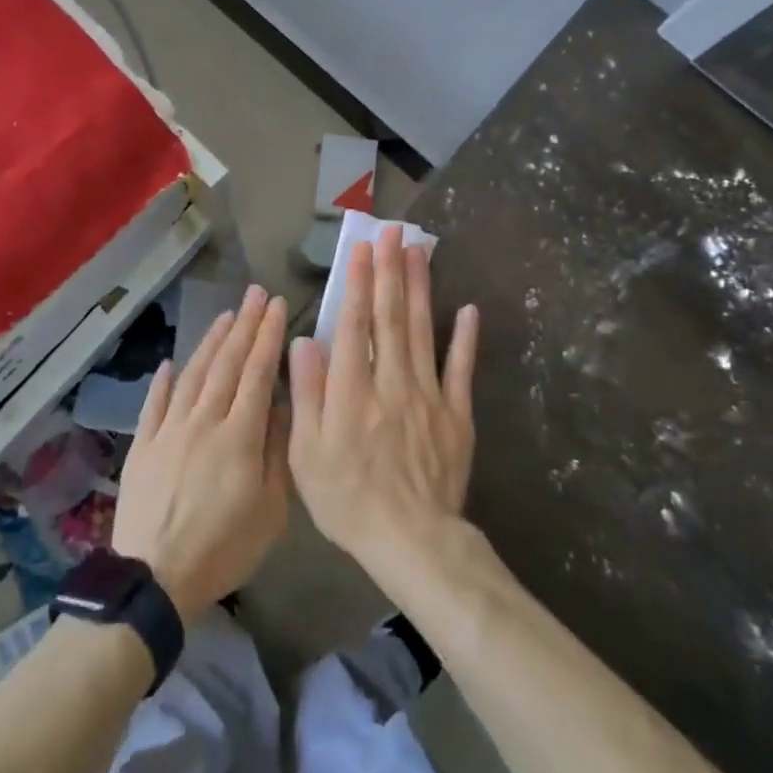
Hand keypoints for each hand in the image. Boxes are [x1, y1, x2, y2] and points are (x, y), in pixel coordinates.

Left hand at [112, 286, 289, 623]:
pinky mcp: (142, 446)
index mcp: (239, 436)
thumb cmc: (223, 548)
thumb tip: (281, 404)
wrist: (155, 578)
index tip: (276, 306)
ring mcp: (168, 431)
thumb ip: (276, 451)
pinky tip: (171, 363)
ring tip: (224, 315)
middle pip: (226, 364)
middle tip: (254, 294)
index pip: (257, 374)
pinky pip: (154, 404)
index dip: (267, 337)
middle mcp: (203, 422)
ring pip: (193, 375)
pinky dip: (164, 381)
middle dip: (243, 326)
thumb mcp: (270, 510)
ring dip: (210, 342)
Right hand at [288, 225, 479, 571]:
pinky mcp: (457, 414)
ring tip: (420, 251)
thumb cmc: (348, 500)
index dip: (358, 283)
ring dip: (420, 289)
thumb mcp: (306, 455)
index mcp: (352, 392)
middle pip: (391, 317)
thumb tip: (305, 341)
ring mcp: (429, 396)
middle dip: (391, 270)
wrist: (412, 541)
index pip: (355, 325)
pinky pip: (461, 370)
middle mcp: (391, 382)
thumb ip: (307, 394)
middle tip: (393, 232)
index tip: (362, 249)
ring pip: (423, 331)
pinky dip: (465, 338)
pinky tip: (467, 309)